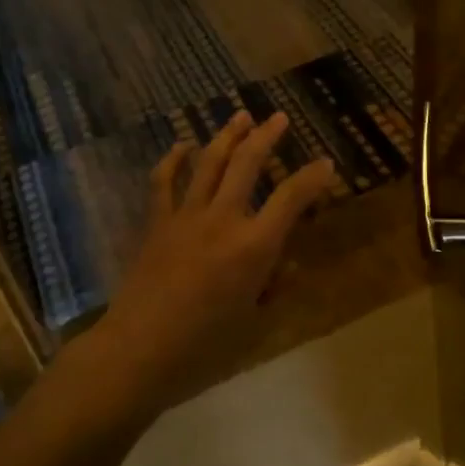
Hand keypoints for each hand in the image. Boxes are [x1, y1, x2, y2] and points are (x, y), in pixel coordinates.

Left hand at [92, 111, 335, 413]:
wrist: (138, 349)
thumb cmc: (203, 345)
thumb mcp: (251, 320)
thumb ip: (272, 285)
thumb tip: (288, 264)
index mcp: (253, 246)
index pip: (291, 198)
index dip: (312, 178)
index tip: (326, 164)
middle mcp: (223, 219)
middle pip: (248, 163)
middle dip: (267, 136)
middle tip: (279, 118)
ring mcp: (186, 216)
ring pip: (210, 162)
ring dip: (227, 135)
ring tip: (241, 116)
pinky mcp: (157, 222)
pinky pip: (164, 181)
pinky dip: (174, 159)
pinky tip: (183, 145)